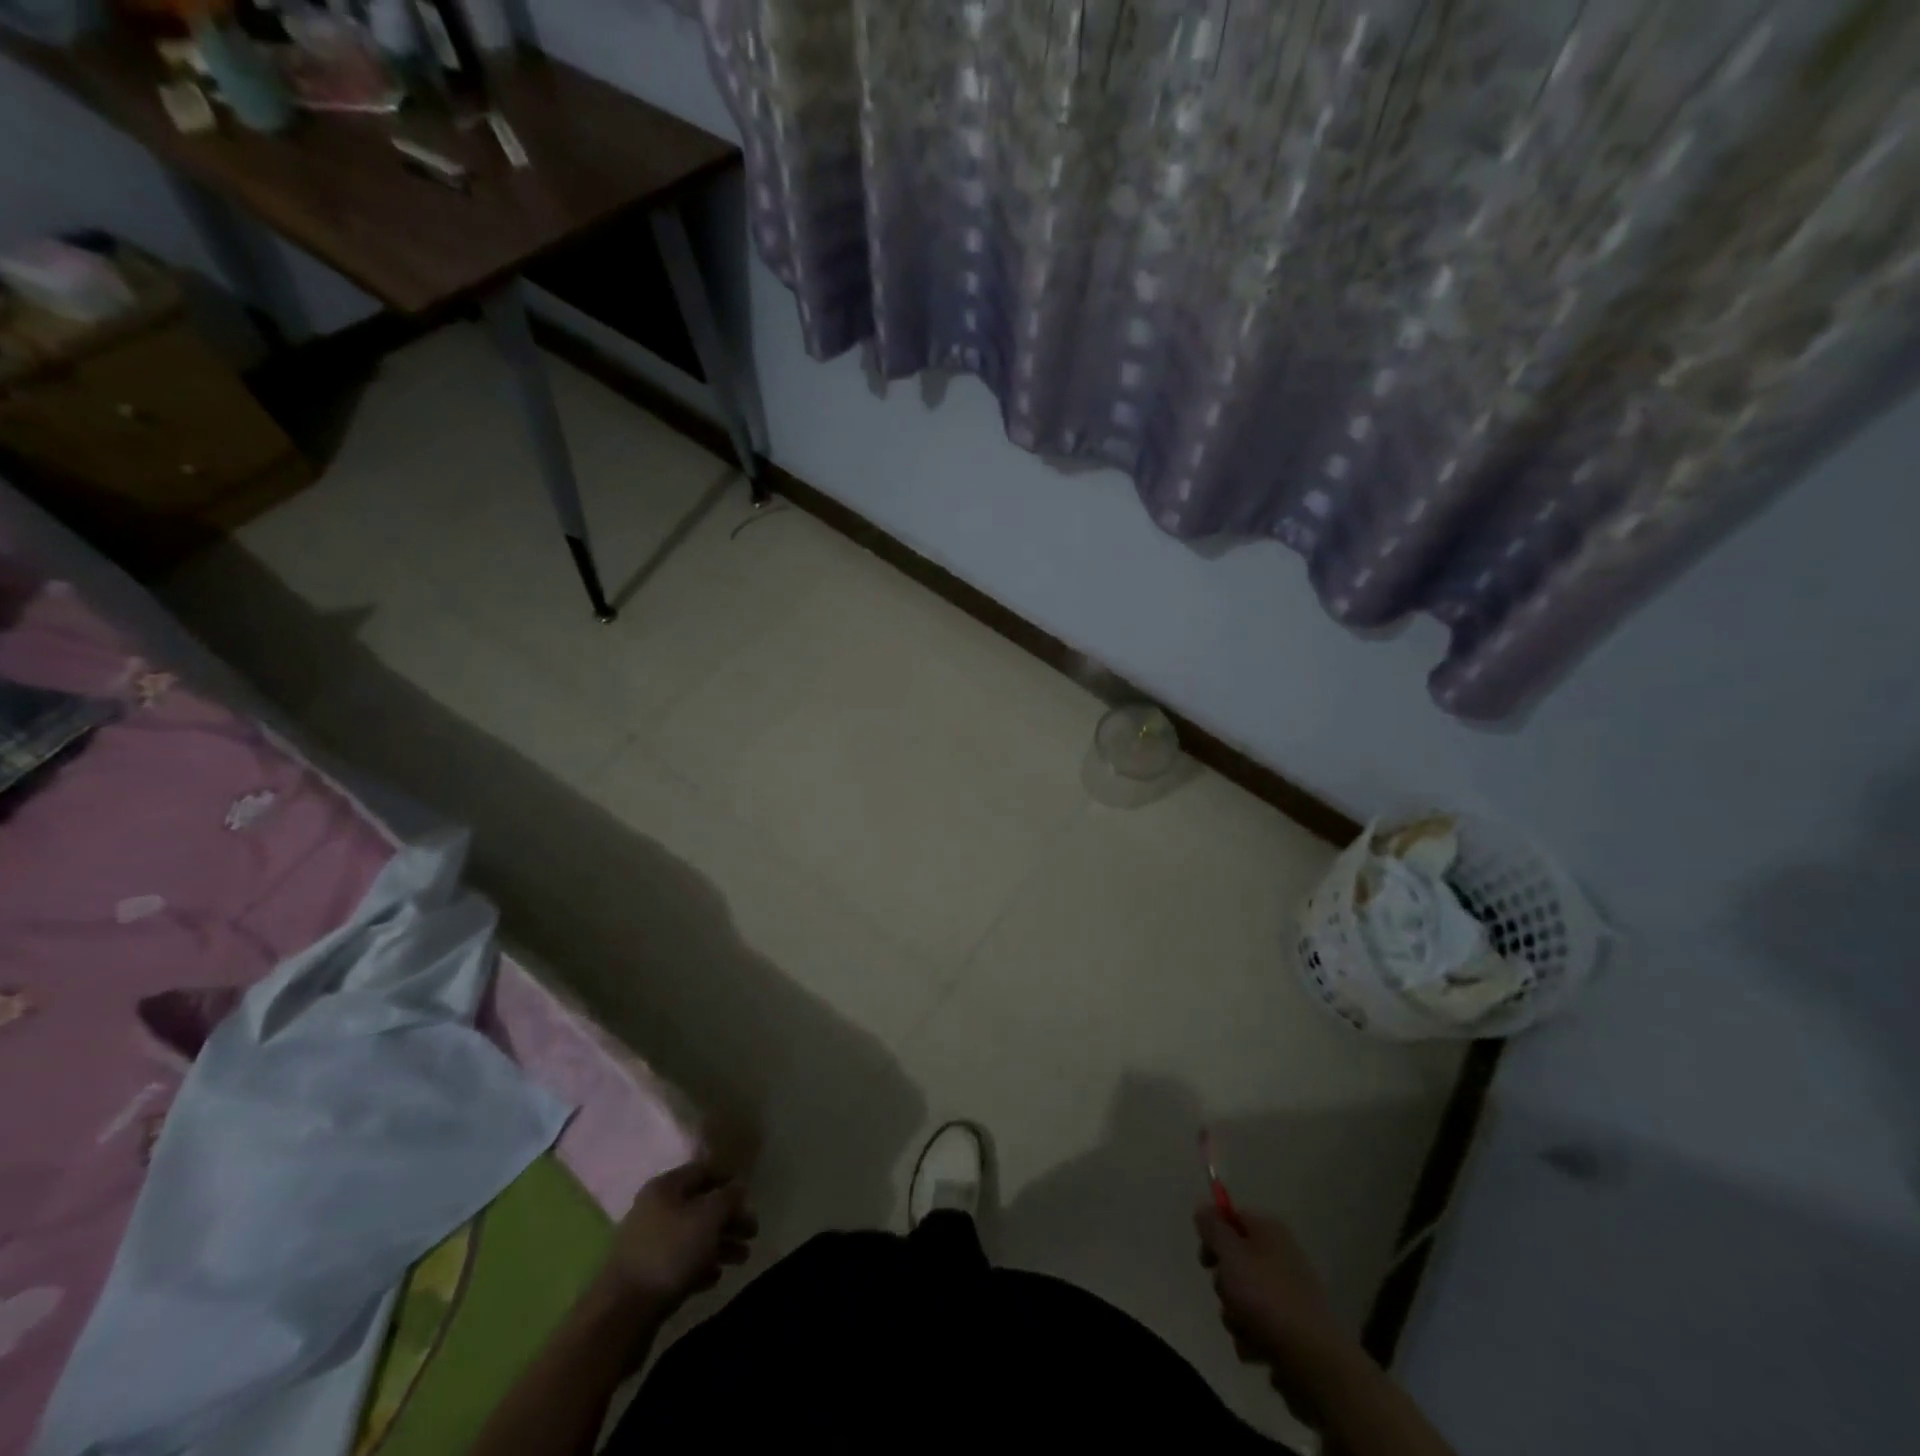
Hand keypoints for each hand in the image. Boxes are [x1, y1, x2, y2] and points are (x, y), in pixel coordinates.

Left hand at [603, 1159, 756, 1312]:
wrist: (621, 1315)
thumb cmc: (669, 1253)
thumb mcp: (708, 1217)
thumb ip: (728, 1198)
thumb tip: (739, 1188)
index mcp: (665, 1188)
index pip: (702, 1171)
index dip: (728, 1179)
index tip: (749, 1195)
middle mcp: (655, 1210)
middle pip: (700, 1207)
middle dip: (729, 1219)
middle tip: (753, 1233)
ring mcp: (648, 1245)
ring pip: (693, 1237)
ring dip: (720, 1245)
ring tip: (743, 1259)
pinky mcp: (646, 1277)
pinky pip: (680, 1264)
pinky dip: (700, 1266)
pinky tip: (715, 1277)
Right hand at [1194, 1204, 1349, 1387]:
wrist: (1315, 1362)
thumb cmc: (1267, 1298)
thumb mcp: (1230, 1254)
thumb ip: (1212, 1229)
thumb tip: (1204, 1210)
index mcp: (1269, 1232)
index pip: (1232, 1217)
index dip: (1213, 1234)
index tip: (1205, 1258)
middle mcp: (1280, 1258)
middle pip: (1235, 1261)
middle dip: (1224, 1284)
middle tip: (1228, 1294)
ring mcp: (1288, 1297)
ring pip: (1243, 1299)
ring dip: (1235, 1317)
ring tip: (1245, 1329)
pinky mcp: (1291, 1332)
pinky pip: (1257, 1329)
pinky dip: (1253, 1340)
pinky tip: (1259, 1350)